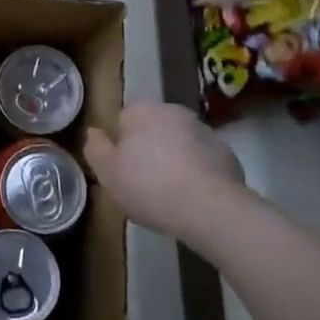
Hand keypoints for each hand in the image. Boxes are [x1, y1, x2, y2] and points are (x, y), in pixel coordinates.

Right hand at [84, 102, 243, 239]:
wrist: (210, 208)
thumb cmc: (148, 186)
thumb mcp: (107, 173)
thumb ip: (95, 148)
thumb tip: (93, 132)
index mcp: (141, 111)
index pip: (122, 121)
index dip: (119, 146)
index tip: (121, 170)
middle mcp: (173, 111)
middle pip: (152, 129)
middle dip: (148, 149)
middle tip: (142, 183)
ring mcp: (204, 130)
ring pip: (179, 143)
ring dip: (173, 159)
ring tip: (169, 193)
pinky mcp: (227, 153)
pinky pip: (202, 160)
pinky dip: (197, 172)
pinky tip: (193, 197)